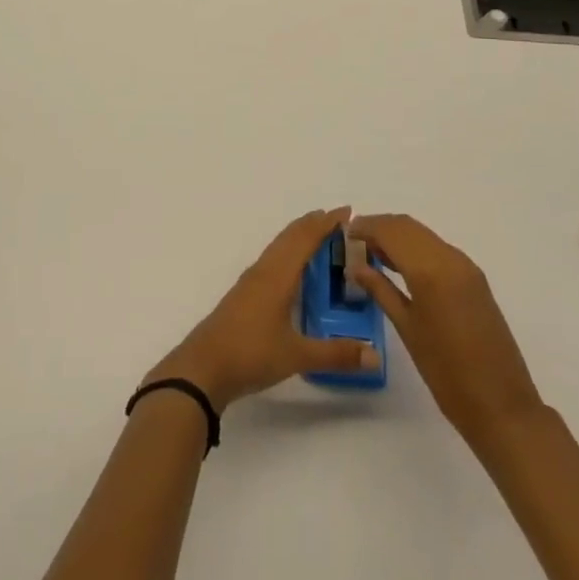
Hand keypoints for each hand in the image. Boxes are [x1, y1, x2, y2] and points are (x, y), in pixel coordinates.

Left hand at [145, 207, 382, 411]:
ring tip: (320, 237)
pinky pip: (272, 260)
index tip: (347, 211)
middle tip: (339, 220)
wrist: (202, 368)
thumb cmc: (250, 353)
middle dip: (314, 224)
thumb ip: (337, 354)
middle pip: (290, 236)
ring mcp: (251, 282)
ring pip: (279, 247)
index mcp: (278, 275)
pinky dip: (288, 252)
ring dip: (299, 237)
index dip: (326, 223)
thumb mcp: (297, 356)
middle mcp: (264, 270)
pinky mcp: (243, 295)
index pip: (305, 239)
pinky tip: (293, 270)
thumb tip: (376, 355)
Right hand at [346, 214, 543, 455]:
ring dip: (398, 236)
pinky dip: (415, 248)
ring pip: (424, 235)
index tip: (344, 233)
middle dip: (380, 227)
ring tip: (371, 252)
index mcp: (430, 270)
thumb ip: (381, 290)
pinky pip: (438, 249)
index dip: (366, 227)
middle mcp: (450, 258)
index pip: (391, 231)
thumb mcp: (407, 329)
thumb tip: (356, 266)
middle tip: (355, 241)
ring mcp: (466, 267)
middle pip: (408, 227)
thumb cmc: (447, 373)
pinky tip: (400, 266)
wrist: (502, 406)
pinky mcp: (475, 279)